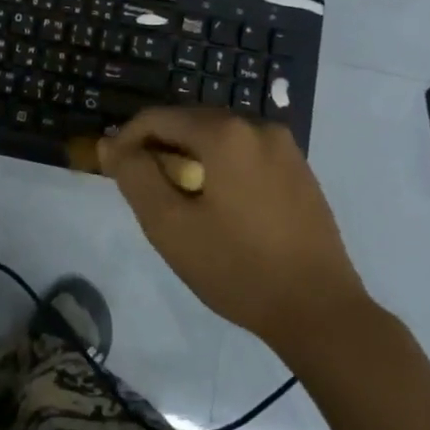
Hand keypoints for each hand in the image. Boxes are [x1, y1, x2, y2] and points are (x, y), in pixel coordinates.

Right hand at [100, 108, 373, 345]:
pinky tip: (221, 207)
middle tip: (146, 190)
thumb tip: (110, 144)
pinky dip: (222, 167)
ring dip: (191, 158)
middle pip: (190, 123)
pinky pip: (246, 154)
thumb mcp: (169, 225)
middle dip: (160, 149)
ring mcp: (285, 147)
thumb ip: (134, 176)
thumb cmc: (237, 267)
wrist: (320, 311)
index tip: (115, 172)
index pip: (157, 118)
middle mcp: (257, 126)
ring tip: (181, 201)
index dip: (127, 140)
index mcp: (224, 132)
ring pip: (219, 138)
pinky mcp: (301, 170)